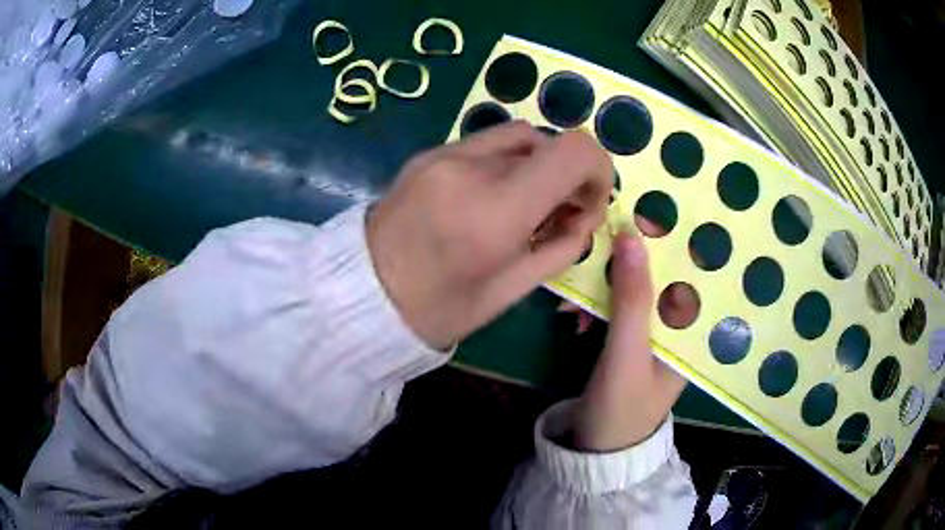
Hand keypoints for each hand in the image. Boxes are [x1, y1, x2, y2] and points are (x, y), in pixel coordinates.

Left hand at [367, 122, 612, 349]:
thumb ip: (560, 246)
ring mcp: (443, 154)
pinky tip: (495, 195)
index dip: (598, 169)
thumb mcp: (512, 290)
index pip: (573, 151)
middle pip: (548, 140)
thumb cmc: (439, 309)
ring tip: (528, 203)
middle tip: (560, 211)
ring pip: (518, 135)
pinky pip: (485, 143)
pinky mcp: (428, 154)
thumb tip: (583, 215)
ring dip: (538, 164)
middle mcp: (470, 167)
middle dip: (568, 173)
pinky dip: (507, 162)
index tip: (590, 202)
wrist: (363, 295)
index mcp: (495, 211)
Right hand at [573, 231, 687, 451]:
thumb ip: (632, 299)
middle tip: (596, 245)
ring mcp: (654, 335)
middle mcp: (679, 327)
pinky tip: (574, 317)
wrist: (596, 452)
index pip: (690, 271)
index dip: (670, 240)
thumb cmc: (622, 408)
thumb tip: (631, 236)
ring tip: (571, 301)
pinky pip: (617, 311)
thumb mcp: (627, 353)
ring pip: (635, 292)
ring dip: (603, 288)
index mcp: (693, 330)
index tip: (641, 215)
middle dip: (627, 263)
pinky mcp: (631, 342)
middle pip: (660, 277)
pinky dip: (596, 309)